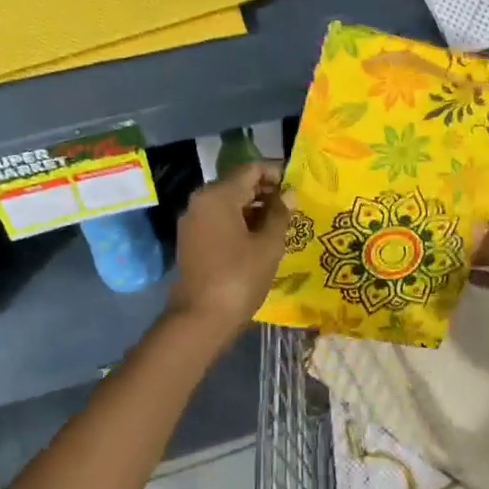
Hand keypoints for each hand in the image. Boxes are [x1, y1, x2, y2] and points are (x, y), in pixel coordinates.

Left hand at [166, 161, 293, 336]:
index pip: (251, 169)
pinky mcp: (192, 241)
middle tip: (292, 206)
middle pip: (237, 184)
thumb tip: (289, 194)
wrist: (200, 319)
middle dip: (265, 191)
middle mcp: (201, 201)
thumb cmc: (239, 277)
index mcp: (218, 195)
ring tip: (281, 223)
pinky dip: (240, 222)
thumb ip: (280, 214)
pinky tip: (260, 238)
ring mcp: (193, 222)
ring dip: (254, 208)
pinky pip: (219, 220)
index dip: (276, 172)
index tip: (296, 184)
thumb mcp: (268, 245)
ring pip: (228, 203)